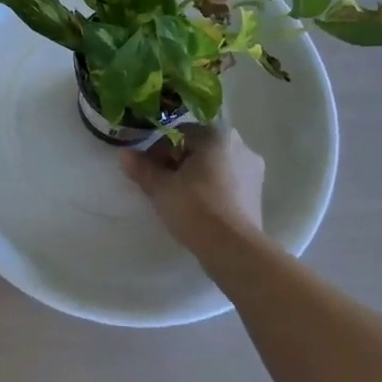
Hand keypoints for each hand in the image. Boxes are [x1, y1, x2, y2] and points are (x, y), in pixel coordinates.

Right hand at [119, 123, 264, 250]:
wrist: (233, 248)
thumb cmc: (195, 208)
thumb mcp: (161, 188)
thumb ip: (142, 168)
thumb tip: (124, 155)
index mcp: (216, 135)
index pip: (179, 133)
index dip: (159, 151)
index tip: (149, 171)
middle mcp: (240, 144)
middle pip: (199, 147)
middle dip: (178, 161)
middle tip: (163, 184)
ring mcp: (252, 168)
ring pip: (215, 164)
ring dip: (196, 174)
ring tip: (180, 197)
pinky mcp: (257, 192)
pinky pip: (229, 180)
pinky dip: (213, 187)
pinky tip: (201, 207)